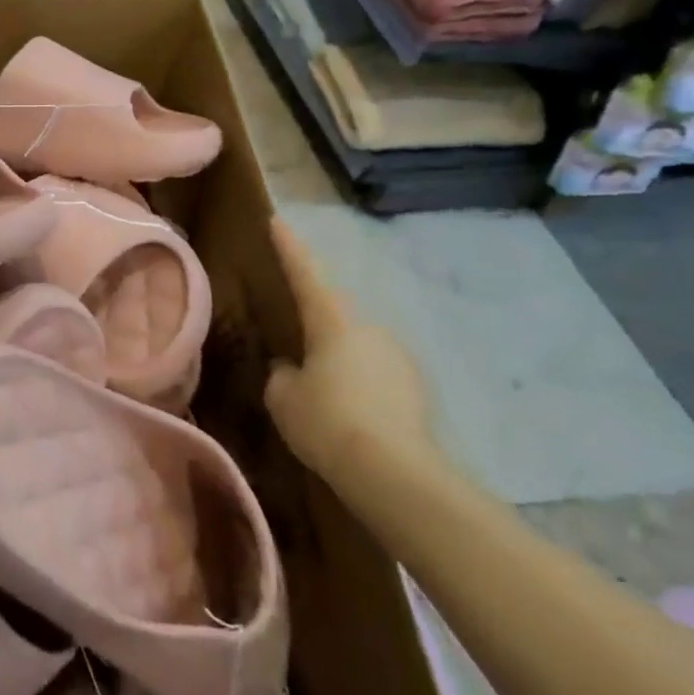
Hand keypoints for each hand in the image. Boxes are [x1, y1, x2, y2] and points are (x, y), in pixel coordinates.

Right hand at [262, 221, 440, 494]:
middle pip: (335, 317)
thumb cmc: (327, 421)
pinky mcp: (417, 389)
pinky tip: (350, 416)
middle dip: (316, 328)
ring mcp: (398, 358)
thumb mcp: (283, 398)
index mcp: (332, 322)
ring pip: (358, 349)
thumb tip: (293, 369)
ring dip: (340, 362)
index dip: (289, 249)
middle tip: (296, 352)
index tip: (277, 221)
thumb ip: (283, 375)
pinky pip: (377, 377)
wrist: (394, 473)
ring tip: (323, 396)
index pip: (305, 275)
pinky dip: (361, 387)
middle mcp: (370, 329)